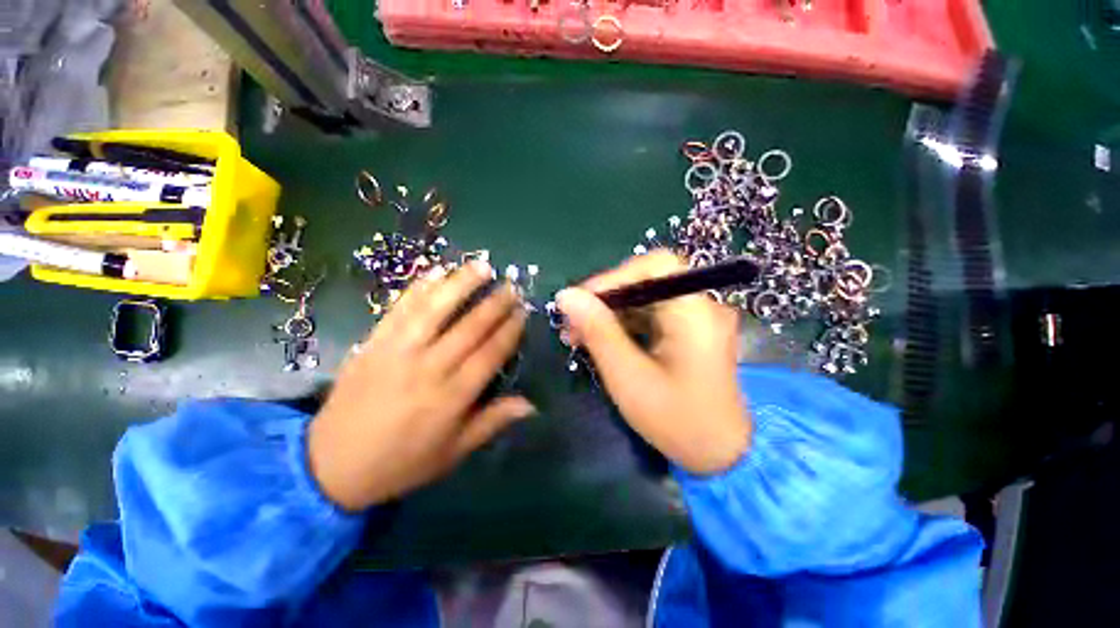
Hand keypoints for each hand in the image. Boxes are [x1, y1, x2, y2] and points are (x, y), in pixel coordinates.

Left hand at [308, 262, 533, 510]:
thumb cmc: (402, 462)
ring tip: (482, 266)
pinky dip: (420, 288)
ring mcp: (398, 351)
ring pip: (436, 309)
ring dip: (461, 284)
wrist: (330, 466)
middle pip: (469, 327)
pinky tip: (436, 272)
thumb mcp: (453, 451)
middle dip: (495, 303)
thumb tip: (532, 404)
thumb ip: (493, 422)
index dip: (510, 329)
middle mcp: (429, 367)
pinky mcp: (373, 343)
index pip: (491, 353)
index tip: (523, 312)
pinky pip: (400, 309)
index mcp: (452, 397)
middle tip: (512, 285)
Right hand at [555, 252, 749, 474]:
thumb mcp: (628, 377)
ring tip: (578, 335)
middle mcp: (701, 306)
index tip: (581, 301)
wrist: (720, 456)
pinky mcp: (688, 331)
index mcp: (696, 313)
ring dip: (609, 313)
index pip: (656, 265)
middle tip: (572, 324)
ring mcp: (696, 319)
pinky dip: (622, 324)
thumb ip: (598, 332)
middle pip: (646, 281)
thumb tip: (566, 296)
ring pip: (644, 298)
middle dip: (605, 299)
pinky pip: (650, 315)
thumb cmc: (676, 421)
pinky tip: (600, 341)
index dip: (615, 276)